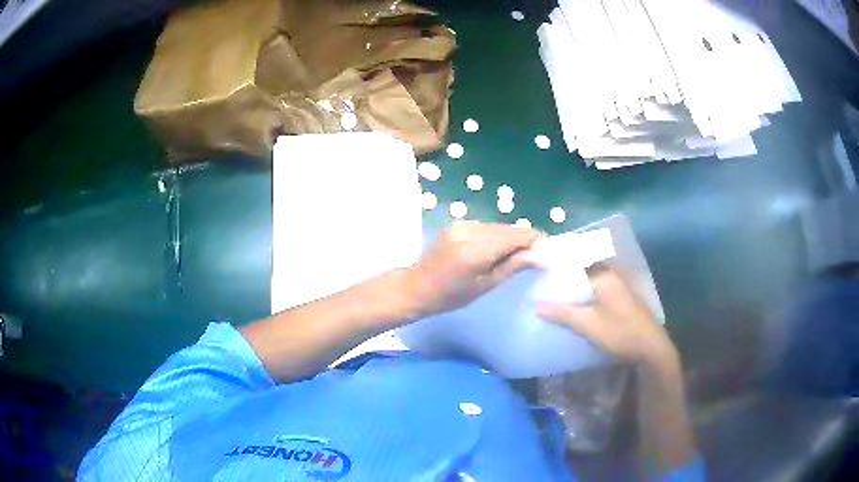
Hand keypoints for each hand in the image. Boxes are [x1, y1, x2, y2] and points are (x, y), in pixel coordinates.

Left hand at [405, 222, 541, 317]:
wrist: (416, 287)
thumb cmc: (450, 296)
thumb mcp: (485, 285)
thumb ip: (513, 266)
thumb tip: (542, 256)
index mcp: (476, 250)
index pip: (516, 236)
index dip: (534, 240)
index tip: (545, 252)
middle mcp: (470, 230)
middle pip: (508, 229)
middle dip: (523, 240)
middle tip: (532, 257)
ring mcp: (461, 225)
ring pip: (497, 226)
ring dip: (509, 237)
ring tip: (514, 256)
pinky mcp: (457, 224)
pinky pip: (485, 226)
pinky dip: (495, 236)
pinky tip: (496, 250)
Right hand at [535, 266, 675, 363]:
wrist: (650, 347)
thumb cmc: (620, 332)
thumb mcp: (588, 324)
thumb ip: (562, 313)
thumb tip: (536, 306)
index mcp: (604, 275)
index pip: (574, 264)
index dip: (556, 270)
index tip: (539, 275)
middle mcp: (613, 274)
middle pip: (582, 271)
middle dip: (565, 280)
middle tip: (544, 287)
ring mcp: (620, 285)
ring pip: (591, 281)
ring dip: (576, 288)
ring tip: (556, 296)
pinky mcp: (623, 296)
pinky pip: (599, 289)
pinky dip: (586, 295)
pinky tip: (577, 306)